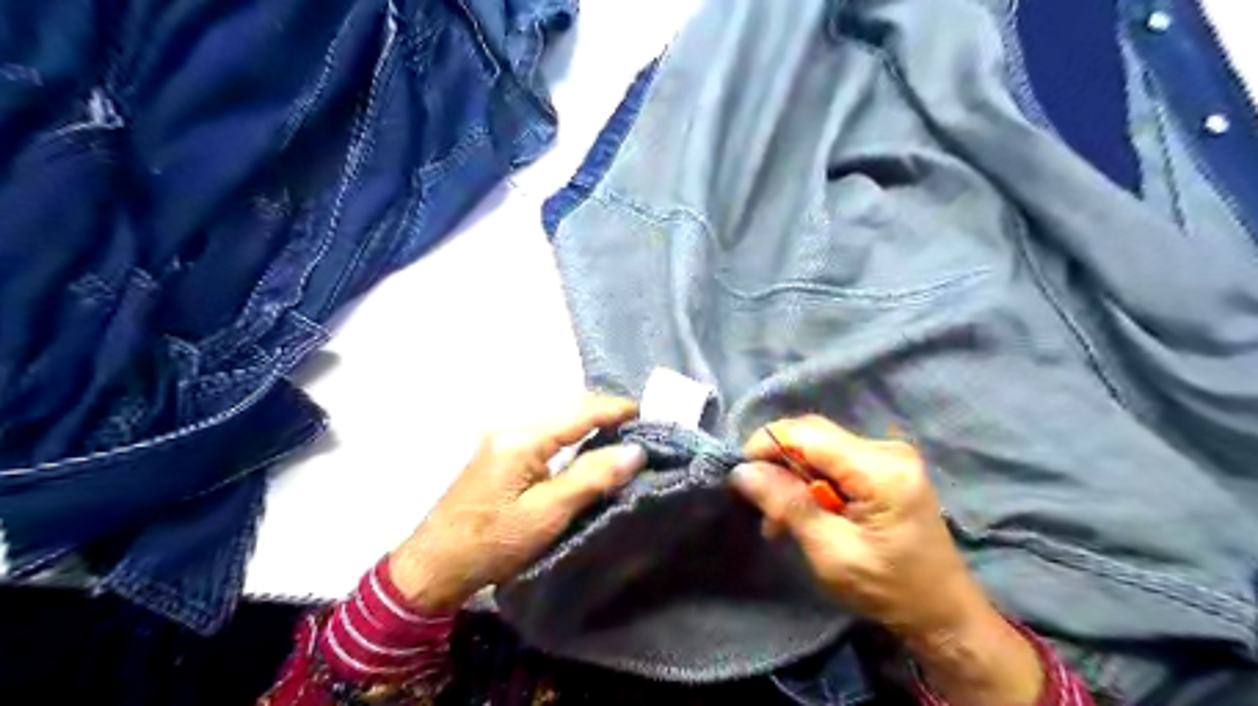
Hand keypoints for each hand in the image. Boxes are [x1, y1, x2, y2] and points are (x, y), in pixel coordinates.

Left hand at [393, 393, 648, 614]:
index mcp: (522, 438)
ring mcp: (501, 440)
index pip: (579, 412)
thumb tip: (634, 451)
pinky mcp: (498, 455)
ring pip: (555, 422)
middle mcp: (511, 428)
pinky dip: (569, 438)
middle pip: (566, 411)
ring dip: (586, 425)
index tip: (647, 412)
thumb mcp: (547, 514)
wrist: (432, 566)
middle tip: (637, 425)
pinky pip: (543, 435)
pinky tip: (582, 449)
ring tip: (618, 434)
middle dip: (603, 414)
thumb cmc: (492, 543)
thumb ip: (590, 478)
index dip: (615, 410)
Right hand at [740, 416, 1041, 703]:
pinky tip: (803, 511)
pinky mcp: (885, 466)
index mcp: (881, 468)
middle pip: (812, 435)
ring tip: (778, 520)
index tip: (739, 474)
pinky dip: (810, 482)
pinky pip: (833, 460)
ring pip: (818, 447)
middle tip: (760, 506)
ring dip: (792, 477)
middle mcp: (887, 448)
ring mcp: (888, 455)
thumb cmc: (890, 589)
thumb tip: (742, 471)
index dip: (766, 444)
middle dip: (778, 464)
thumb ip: (788, 505)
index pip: (807, 433)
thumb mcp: (832, 552)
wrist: (943, 613)